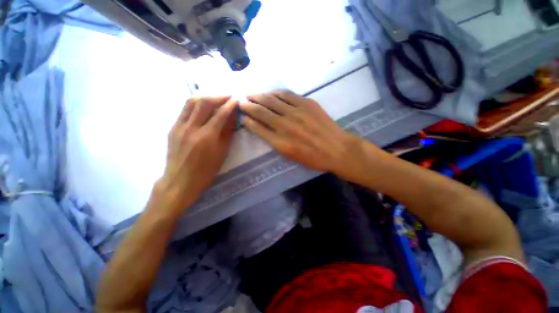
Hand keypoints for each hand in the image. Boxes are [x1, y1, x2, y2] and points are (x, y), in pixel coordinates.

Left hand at [158, 96, 237, 211]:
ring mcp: (179, 127)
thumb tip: (233, 117)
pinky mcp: (172, 128)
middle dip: (218, 96)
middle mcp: (191, 128)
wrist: (180, 181)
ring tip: (216, 98)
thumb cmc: (206, 171)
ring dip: (206, 97)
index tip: (236, 99)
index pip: (220, 114)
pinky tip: (203, 107)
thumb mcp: (222, 153)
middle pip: (204, 103)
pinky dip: (196, 104)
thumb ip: (227, 132)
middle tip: (228, 96)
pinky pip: (184, 110)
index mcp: (206, 137)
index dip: (230, 105)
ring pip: (191, 102)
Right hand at [239, 90, 360, 174]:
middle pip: (261, 111)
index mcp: (280, 142)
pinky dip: (276, 93)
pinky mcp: (307, 103)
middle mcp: (285, 125)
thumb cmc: (313, 158)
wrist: (336, 149)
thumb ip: (275, 142)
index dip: (247, 120)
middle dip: (248, 105)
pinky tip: (271, 92)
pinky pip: (287, 95)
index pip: (257, 128)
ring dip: (259, 96)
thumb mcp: (290, 156)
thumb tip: (263, 129)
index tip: (242, 116)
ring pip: (272, 100)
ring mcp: (296, 112)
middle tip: (242, 101)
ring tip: (252, 94)